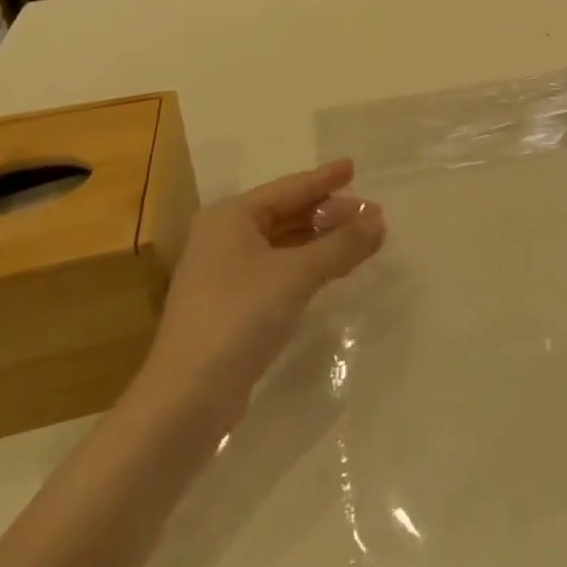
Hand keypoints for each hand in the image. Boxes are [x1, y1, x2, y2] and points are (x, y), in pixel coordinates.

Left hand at [137, 160, 384, 438]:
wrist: (187, 400)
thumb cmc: (239, 318)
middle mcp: (223, 238)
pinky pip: (278, 270)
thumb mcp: (297, 275)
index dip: (324, 179)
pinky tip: (331, 270)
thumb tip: (379, 219)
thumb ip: (341, 244)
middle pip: (286, 214)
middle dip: (328, 212)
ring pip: (283, 244)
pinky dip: (307, 264)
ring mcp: (224, 274)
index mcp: (230, 218)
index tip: (353, 166)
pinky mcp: (231, 306)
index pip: (289, 188)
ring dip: (320, 240)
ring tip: (358, 237)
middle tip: (369, 211)